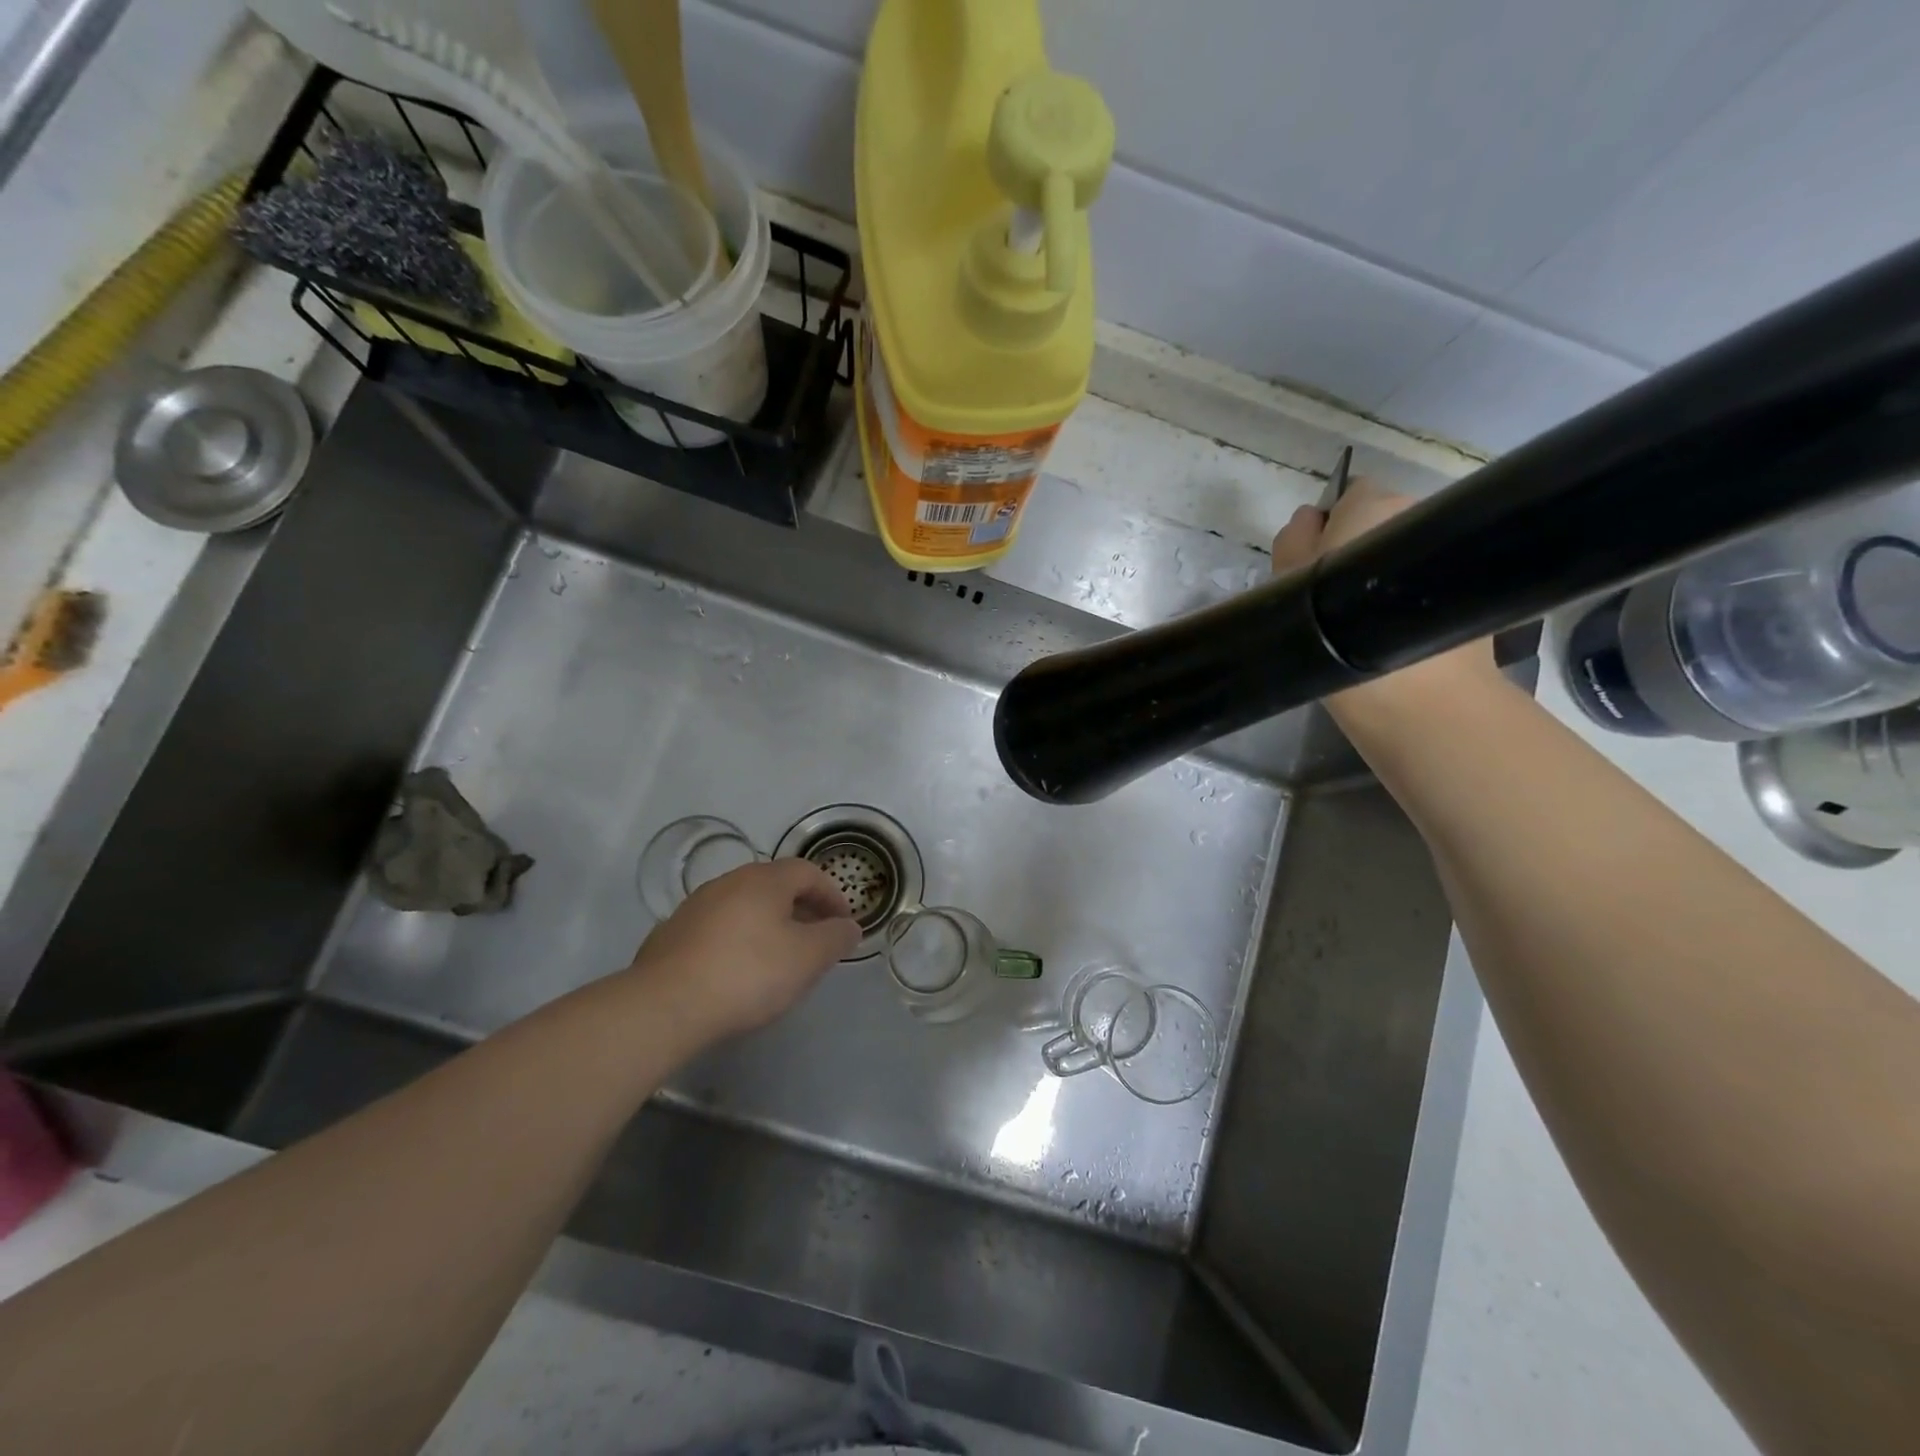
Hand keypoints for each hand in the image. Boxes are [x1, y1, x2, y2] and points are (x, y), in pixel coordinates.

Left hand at [627, 859, 860, 1042]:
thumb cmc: (748, 974)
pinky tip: (736, 971)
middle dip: (800, 908)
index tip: (844, 923)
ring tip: (777, 957)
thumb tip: (849, 926)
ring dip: (767, 924)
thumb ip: (835, 938)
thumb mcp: (808, 958)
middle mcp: (728, 882)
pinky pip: (717, 928)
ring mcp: (695, 906)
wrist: (665, 1006)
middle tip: (815, 939)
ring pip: (743, 906)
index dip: (832, 894)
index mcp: (764, 880)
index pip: (807, 872)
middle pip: (774, 885)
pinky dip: (736, 940)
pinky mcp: (671, 935)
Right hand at [1270, 477, 1500, 721]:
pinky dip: (1412, 601)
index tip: (1316, 566)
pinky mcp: (1471, 591)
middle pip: (1381, 524)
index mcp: (1373, 505)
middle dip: (1361, 550)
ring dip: (1387, 578)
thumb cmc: (1338, 634)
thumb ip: (1293, 542)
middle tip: (1336, 598)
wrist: (1417, 696)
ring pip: (1405, 556)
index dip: (1330, 528)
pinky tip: (1395, 633)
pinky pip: (1427, 584)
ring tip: (1366, 620)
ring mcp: (1454, 552)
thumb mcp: (1291, 584)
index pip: (1349, 496)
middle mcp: (1421, 515)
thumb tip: (1308, 519)